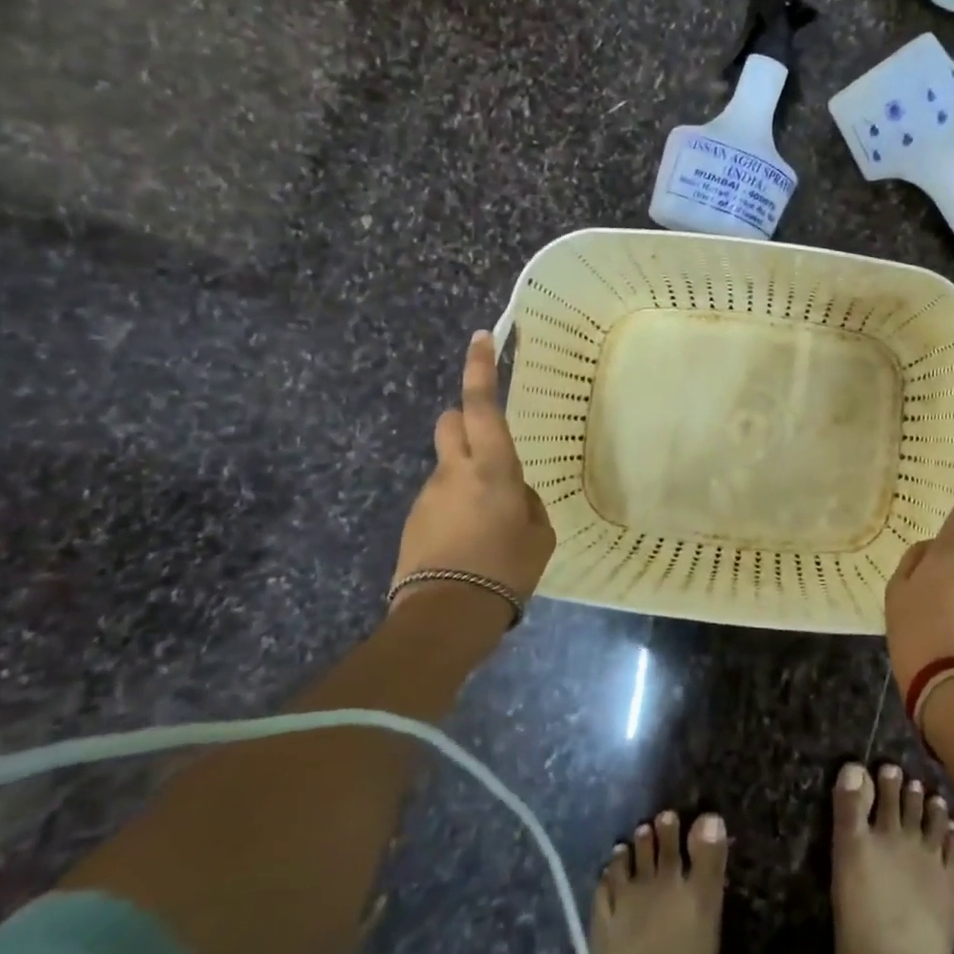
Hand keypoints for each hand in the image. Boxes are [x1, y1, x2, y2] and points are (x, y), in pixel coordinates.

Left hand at [393, 331, 555, 599]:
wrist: (445, 616)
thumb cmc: (506, 568)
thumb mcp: (540, 534)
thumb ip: (528, 503)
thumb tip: (515, 495)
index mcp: (493, 468)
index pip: (482, 405)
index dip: (481, 368)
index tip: (482, 337)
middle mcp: (454, 471)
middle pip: (450, 421)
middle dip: (465, 420)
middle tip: (488, 445)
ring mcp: (429, 495)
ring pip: (447, 464)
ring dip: (465, 474)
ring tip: (487, 520)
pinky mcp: (414, 519)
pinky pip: (440, 496)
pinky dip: (455, 505)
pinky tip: (469, 541)